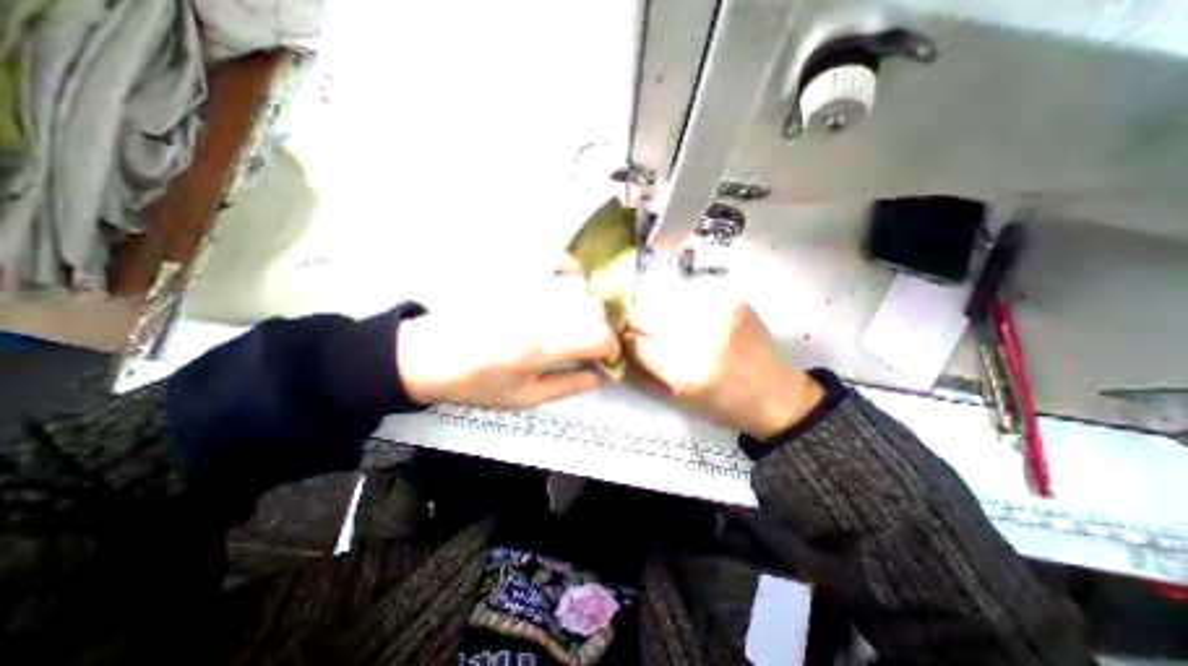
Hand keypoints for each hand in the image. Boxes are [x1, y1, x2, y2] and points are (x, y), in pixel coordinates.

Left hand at [398, 261, 621, 409]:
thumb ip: (567, 385)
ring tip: (577, 317)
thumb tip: (601, 375)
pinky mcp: (512, 272)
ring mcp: (523, 286)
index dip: (611, 347)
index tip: (607, 355)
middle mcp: (535, 310)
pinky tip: (566, 284)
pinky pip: (554, 259)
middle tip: (590, 341)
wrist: (427, 355)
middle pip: (592, 308)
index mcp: (537, 347)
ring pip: (578, 284)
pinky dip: (569, 269)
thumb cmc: (475, 383)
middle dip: (599, 327)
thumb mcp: (523, 397)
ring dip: (587, 303)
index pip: (596, 337)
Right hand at [626, 275, 821, 438]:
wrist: (776, 393)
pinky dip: (680, 300)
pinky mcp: (733, 299)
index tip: (624, 337)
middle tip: (638, 325)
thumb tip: (624, 341)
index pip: (637, 343)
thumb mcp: (680, 397)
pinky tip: (687, 312)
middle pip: (647, 313)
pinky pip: (689, 290)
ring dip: (657, 307)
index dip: (625, 339)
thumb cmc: (724, 403)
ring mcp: (720, 313)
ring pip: (665, 296)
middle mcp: (703, 338)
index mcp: (687, 373)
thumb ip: (647, 368)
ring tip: (662, 318)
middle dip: (637, 319)